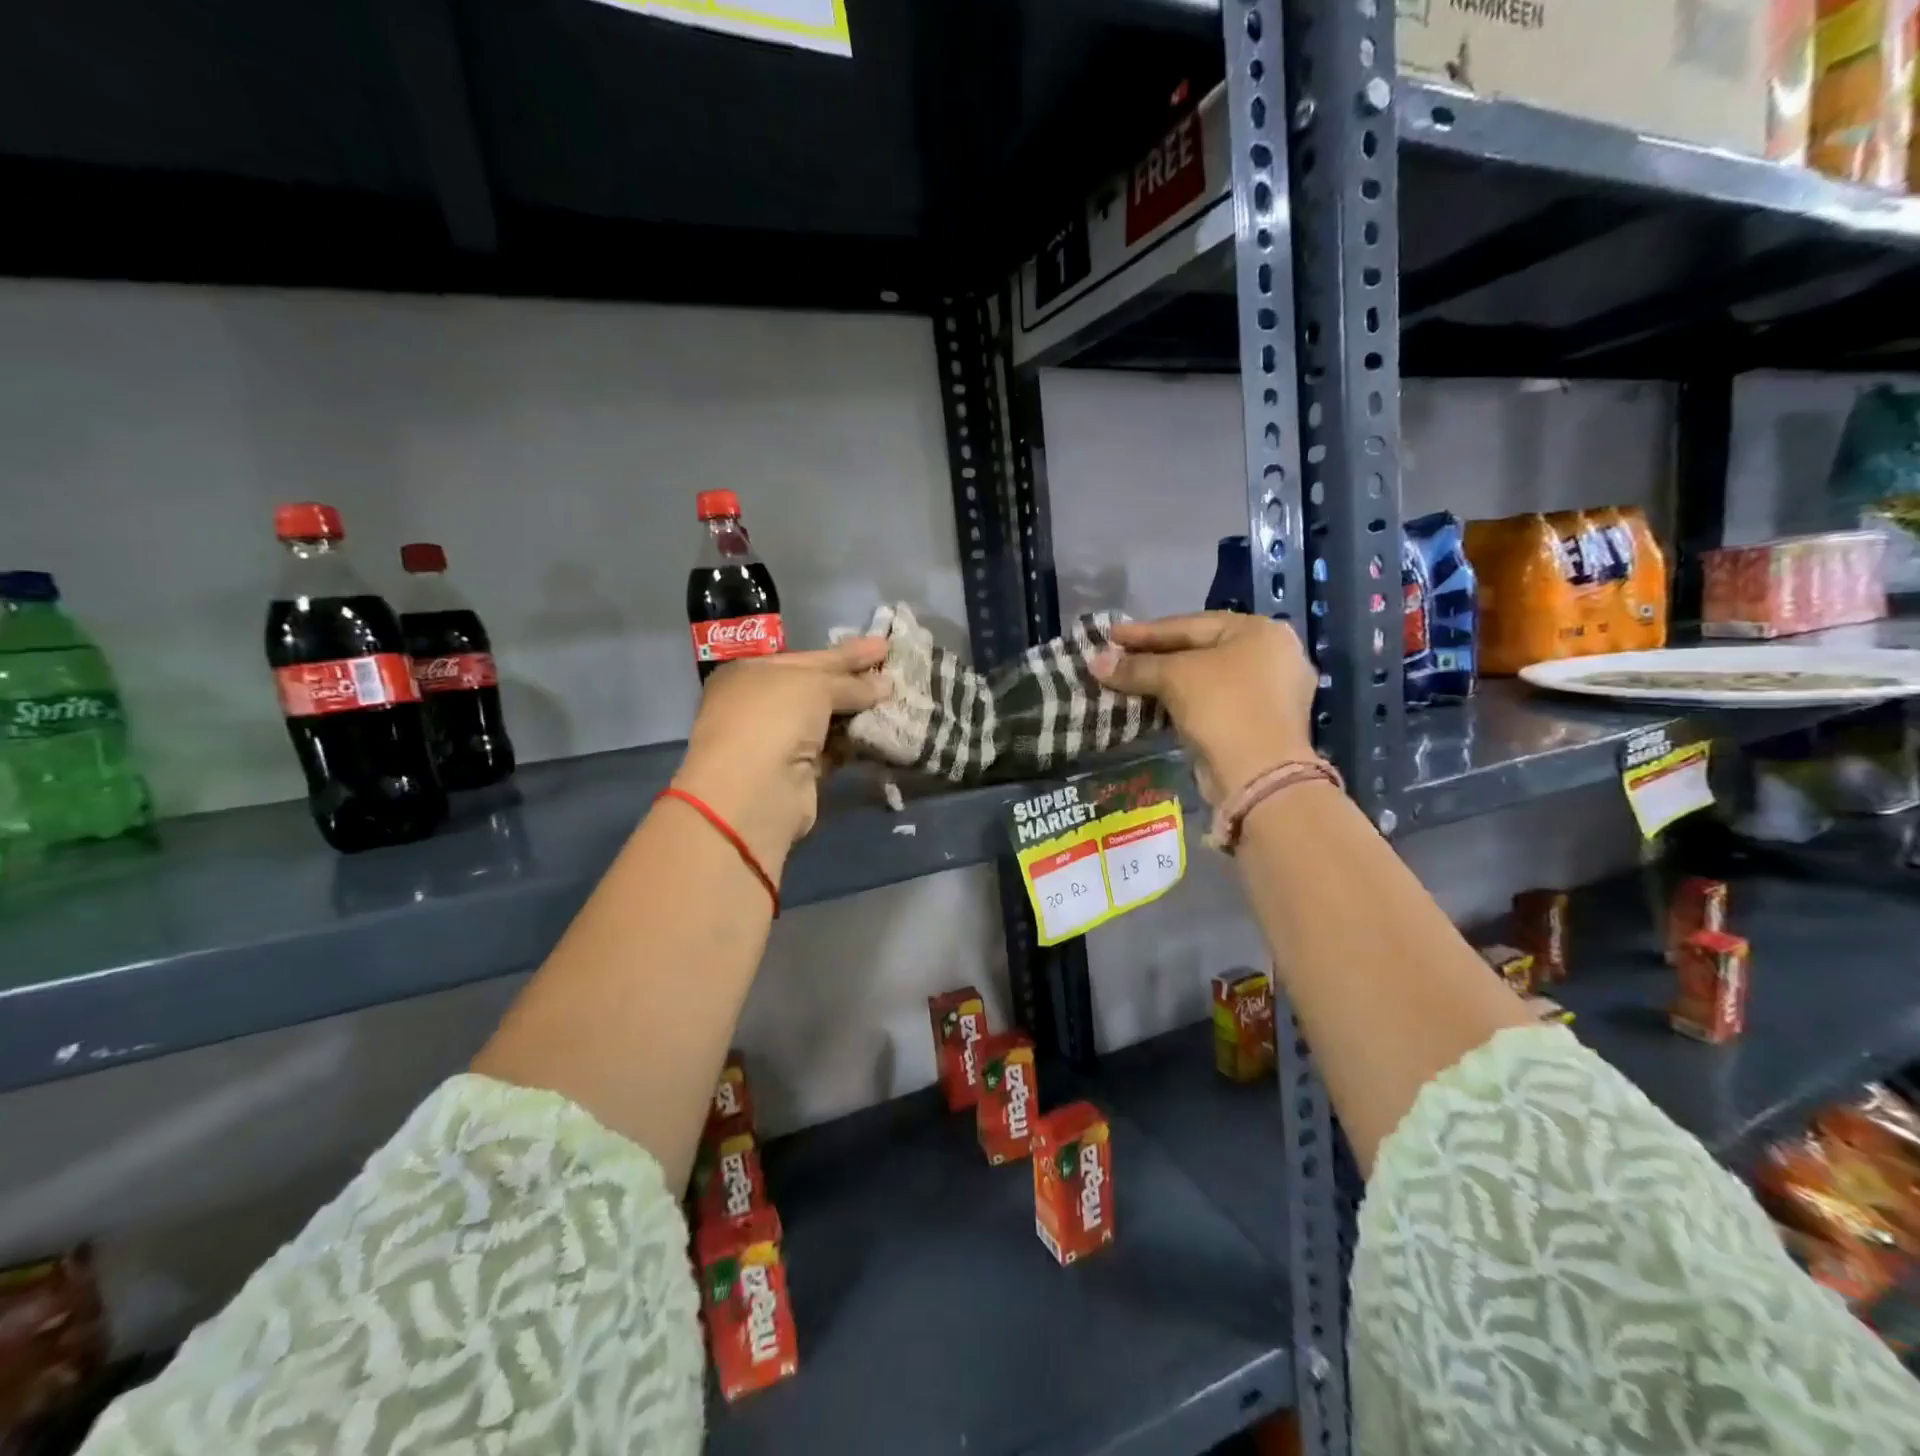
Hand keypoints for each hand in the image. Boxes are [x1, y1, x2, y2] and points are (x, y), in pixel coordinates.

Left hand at [672, 639, 890, 874]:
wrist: (754, 791)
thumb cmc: (773, 718)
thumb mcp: (813, 684)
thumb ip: (850, 683)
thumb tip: (884, 686)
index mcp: (752, 673)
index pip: (808, 657)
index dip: (847, 652)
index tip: (883, 646)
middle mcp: (761, 704)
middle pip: (818, 688)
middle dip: (856, 681)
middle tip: (895, 671)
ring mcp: (779, 740)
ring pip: (827, 720)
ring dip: (860, 712)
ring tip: (899, 700)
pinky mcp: (798, 773)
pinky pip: (834, 749)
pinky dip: (856, 742)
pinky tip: (884, 732)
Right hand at [1090, 613, 1315, 805]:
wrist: (1258, 776)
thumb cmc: (1222, 708)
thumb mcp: (1174, 678)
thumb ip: (1135, 667)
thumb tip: (1095, 662)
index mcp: (1259, 630)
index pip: (1191, 624)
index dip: (1146, 631)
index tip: (1110, 634)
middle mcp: (1271, 655)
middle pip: (1199, 649)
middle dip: (1154, 655)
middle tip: (1116, 657)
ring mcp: (1269, 691)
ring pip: (1205, 678)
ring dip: (1165, 680)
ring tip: (1128, 681)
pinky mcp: (1259, 723)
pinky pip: (1212, 702)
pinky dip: (1182, 701)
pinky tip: (1153, 703)